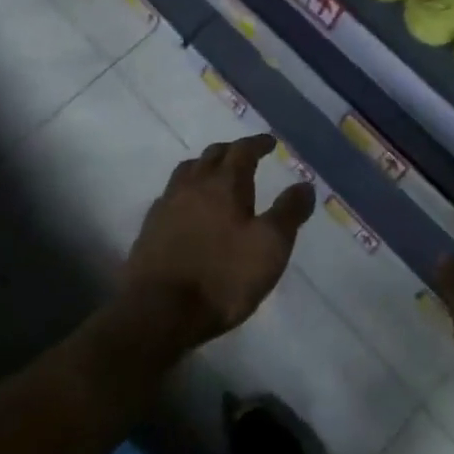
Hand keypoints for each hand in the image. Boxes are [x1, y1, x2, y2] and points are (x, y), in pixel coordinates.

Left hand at [121, 134, 314, 349]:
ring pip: (187, 171)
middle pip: (213, 155)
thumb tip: (305, 185)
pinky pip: (170, 196)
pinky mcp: (149, 228)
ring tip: (215, 177)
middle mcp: (193, 184)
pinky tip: (188, 209)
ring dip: (204, 167)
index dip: (258, 143)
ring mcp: (167, 204)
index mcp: (225, 183)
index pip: (243, 150)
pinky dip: (185, 192)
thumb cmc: (223, 277)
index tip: (270, 142)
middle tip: (245, 156)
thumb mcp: (270, 247)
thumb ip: (289, 212)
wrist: (158, 311)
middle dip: (231, 151)